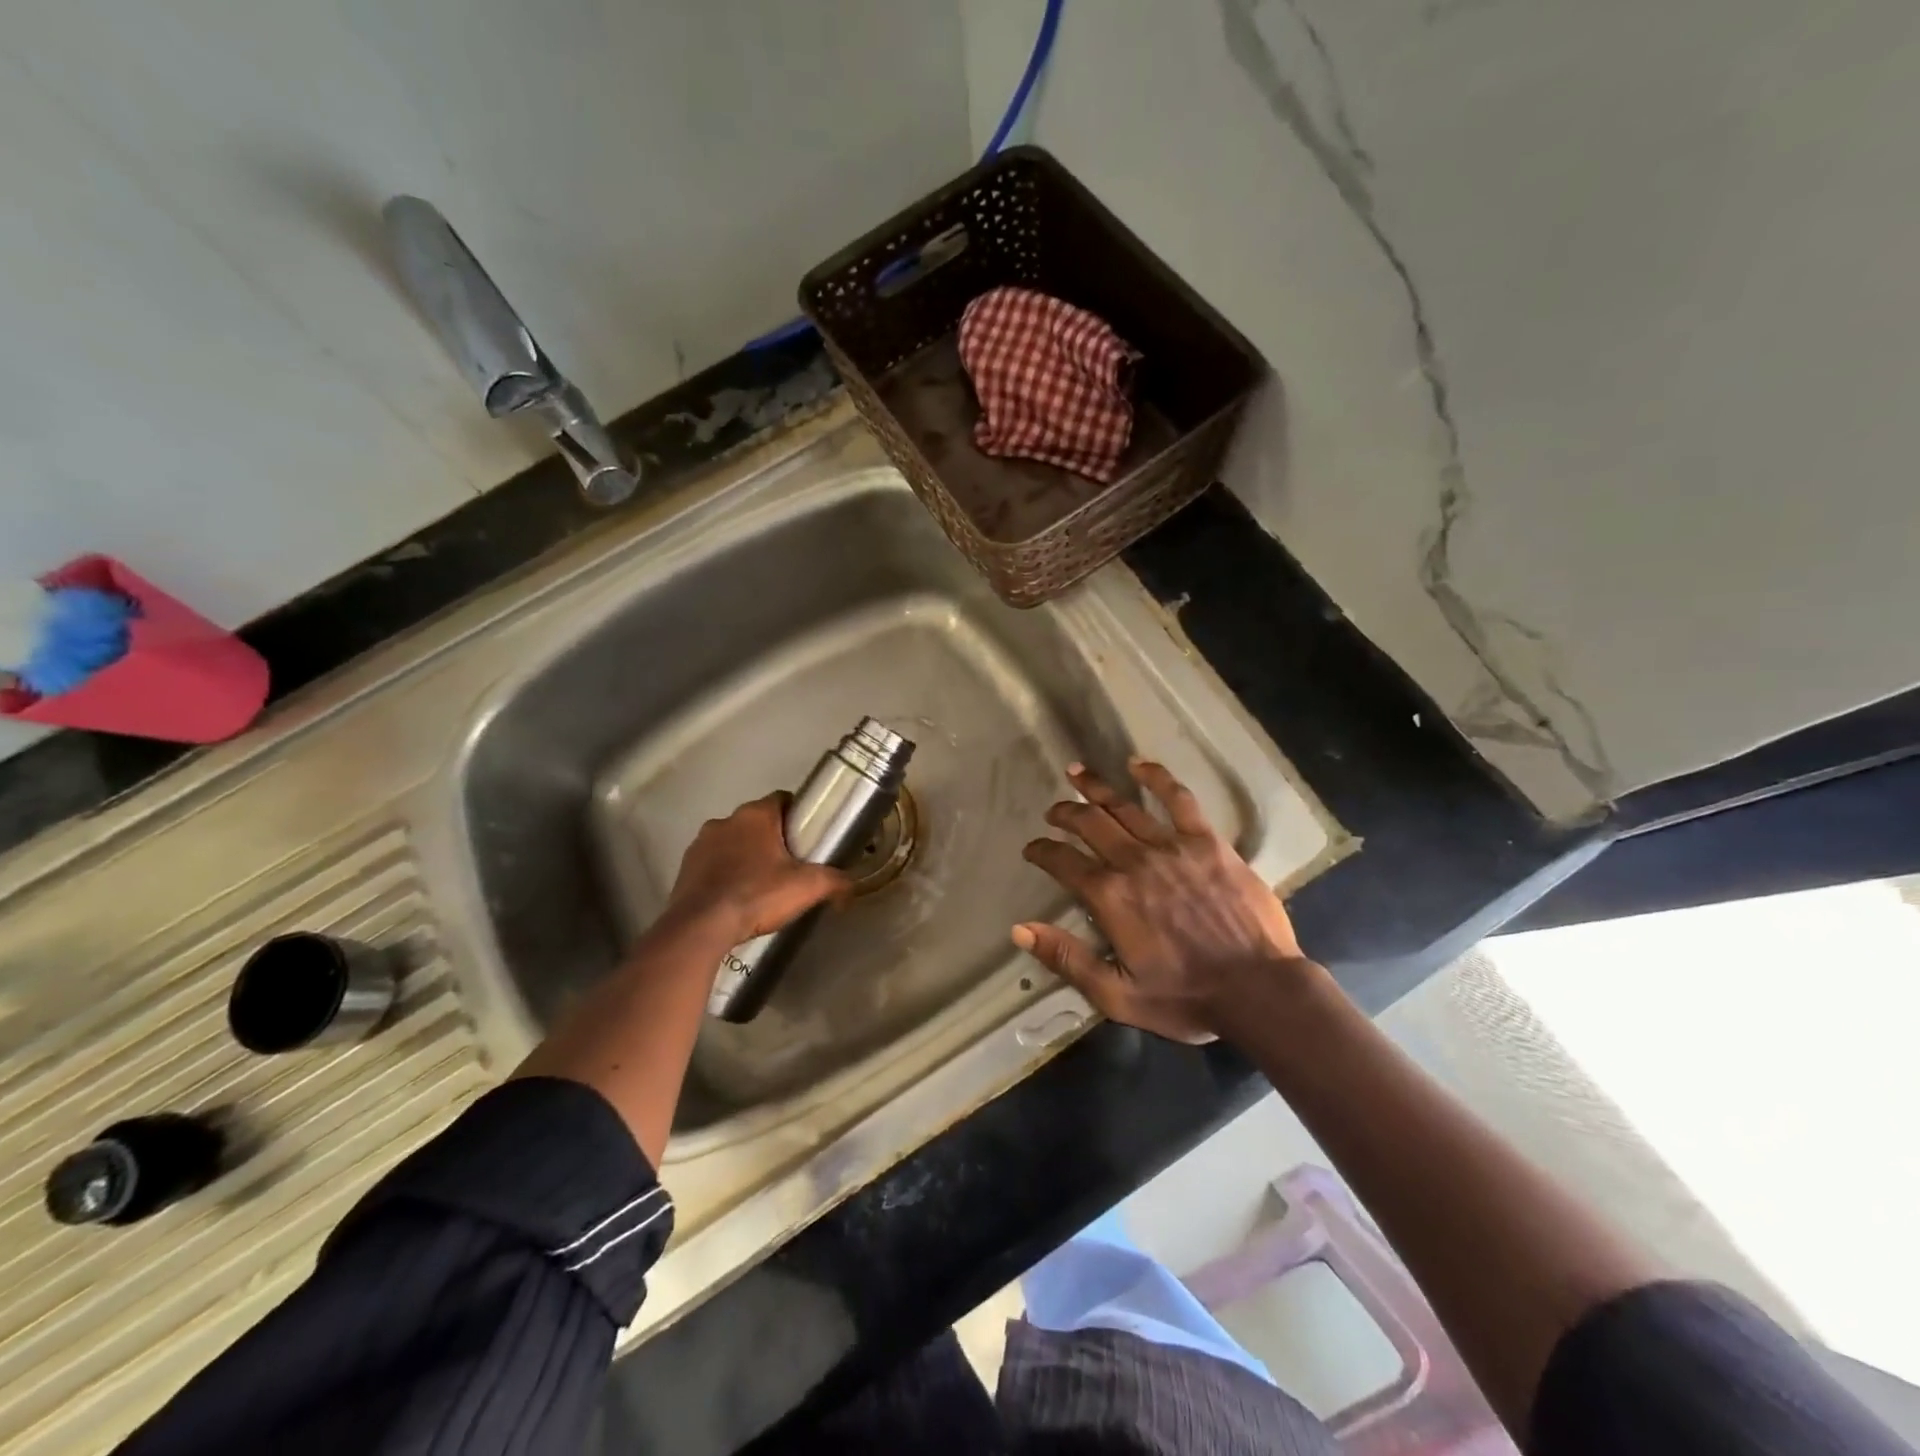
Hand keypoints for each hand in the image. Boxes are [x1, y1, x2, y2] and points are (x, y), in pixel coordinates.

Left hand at [662, 793, 850, 946]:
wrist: (701, 927)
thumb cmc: (757, 895)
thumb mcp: (807, 887)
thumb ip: (835, 882)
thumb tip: (852, 888)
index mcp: (755, 815)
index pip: (783, 800)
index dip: (799, 814)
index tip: (809, 835)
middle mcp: (725, 820)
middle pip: (758, 821)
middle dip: (773, 837)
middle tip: (791, 864)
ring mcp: (701, 843)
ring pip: (733, 841)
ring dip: (747, 854)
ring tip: (763, 883)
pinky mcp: (686, 867)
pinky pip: (713, 863)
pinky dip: (726, 873)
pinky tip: (737, 896)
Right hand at [1013, 759, 1312, 1042]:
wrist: (1258, 989)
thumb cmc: (1185, 998)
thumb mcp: (1116, 995)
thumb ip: (1066, 958)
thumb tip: (1019, 929)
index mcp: (1109, 897)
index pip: (1063, 862)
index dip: (1042, 852)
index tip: (1032, 849)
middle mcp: (1134, 861)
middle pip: (1089, 824)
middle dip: (1065, 813)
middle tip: (1053, 811)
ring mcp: (1172, 847)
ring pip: (1125, 807)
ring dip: (1096, 788)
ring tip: (1077, 773)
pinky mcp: (1207, 842)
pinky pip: (1178, 800)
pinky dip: (1156, 777)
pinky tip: (1138, 763)